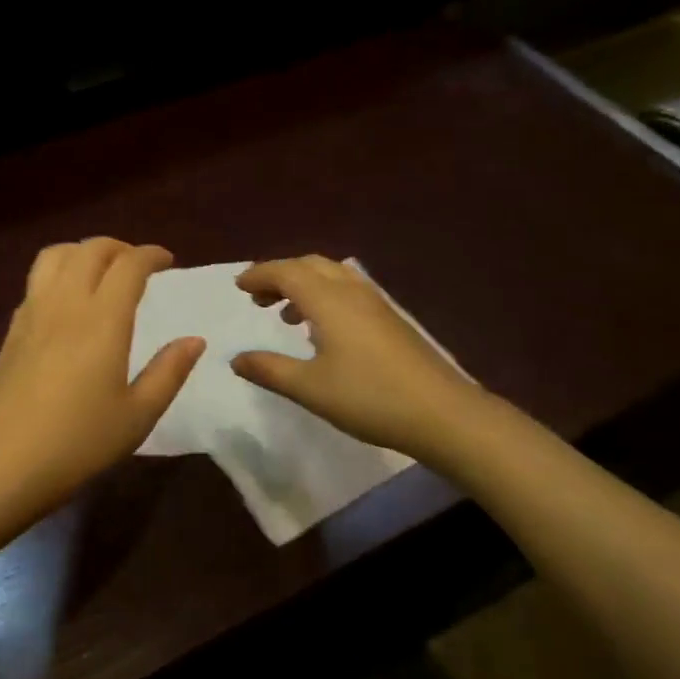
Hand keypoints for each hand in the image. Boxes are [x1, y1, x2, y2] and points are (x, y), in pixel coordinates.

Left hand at [0, 239, 204, 539]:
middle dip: (119, 247)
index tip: (167, 262)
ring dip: (83, 252)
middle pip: (90, 249)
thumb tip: (195, 340)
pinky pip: (36, 280)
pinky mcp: (12, 328)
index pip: (128, 265)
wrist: (1, 463)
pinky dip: (58, 273)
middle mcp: (65, 303)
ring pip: (56, 255)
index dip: (151, 255)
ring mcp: (32, 312)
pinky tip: (67, 302)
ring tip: (100, 272)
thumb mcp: (137, 416)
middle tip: (137, 266)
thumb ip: (169, 372)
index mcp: (102, 320)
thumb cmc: (78, 443)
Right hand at [231, 256, 495, 468]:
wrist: (443, 413)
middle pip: (309, 265)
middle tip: (258, 298)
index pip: (286, 271)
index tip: (238, 286)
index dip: (259, 275)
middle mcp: (351, 291)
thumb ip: (269, 369)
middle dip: (279, 275)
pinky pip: (347, 290)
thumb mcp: (309, 388)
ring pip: (331, 275)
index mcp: (328, 300)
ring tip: (285, 314)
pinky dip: (324, 295)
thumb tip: (236, 359)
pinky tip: (322, 329)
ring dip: (303, 284)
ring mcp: (375, 303)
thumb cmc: (369, 397)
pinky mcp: (391, 319)